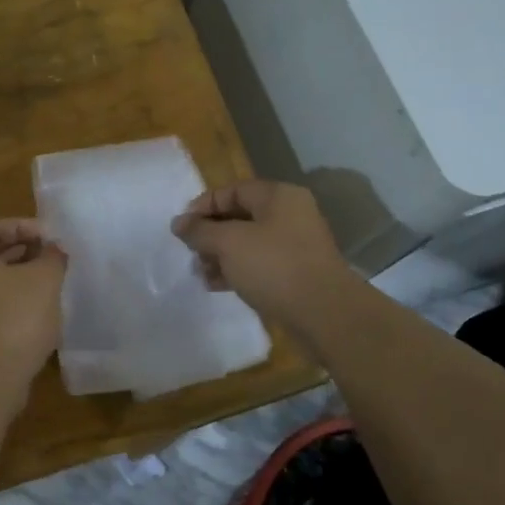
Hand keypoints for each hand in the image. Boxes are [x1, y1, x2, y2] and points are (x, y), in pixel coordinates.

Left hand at [0, 220, 65, 384]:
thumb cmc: (14, 315)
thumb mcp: (44, 279)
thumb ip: (52, 257)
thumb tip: (54, 250)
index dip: (26, 228)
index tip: (52, 238)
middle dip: (22, 253)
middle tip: (52, 259)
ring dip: (16, 280)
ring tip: (48, 285)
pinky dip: (7, 304)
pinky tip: (34, 314)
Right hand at [170, 181, 351, 325]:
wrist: (325, 314)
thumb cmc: (274, 267)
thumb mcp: (229, 243)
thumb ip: (200, 231)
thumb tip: (179, 223)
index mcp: (278, 196)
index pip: (232, 190)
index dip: (202, 206)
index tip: (181, 228)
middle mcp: (290, 214)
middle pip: (239, 216)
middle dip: (210, 234)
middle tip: (190, 253)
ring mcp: (296, 244)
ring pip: (248, 242)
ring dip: (221, 255)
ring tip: (201, 273)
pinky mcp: (297, 272)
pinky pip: (260, 263)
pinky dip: (238, 270)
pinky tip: (218, 285)